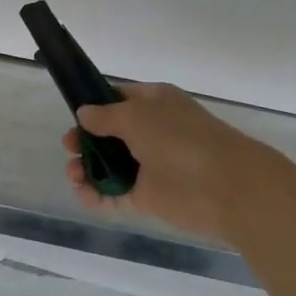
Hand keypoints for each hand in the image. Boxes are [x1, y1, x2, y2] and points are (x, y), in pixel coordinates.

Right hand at [64, 82, 281, 242]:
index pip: (118, 99)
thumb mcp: (137, 116)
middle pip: (109, 135)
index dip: (94, 107)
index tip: (73, 116)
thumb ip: (106, 116)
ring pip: (110, 165)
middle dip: (86, 140)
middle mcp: (151, 131)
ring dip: (87, 168)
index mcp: (154, 104)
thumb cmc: (181, 140)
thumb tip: (84, 113)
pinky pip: (116, 194)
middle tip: (69, 147)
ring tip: (74, 174)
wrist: (226, 187)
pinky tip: (83, 193)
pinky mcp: (149, 196)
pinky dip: (97, 195)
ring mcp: (150, 165)